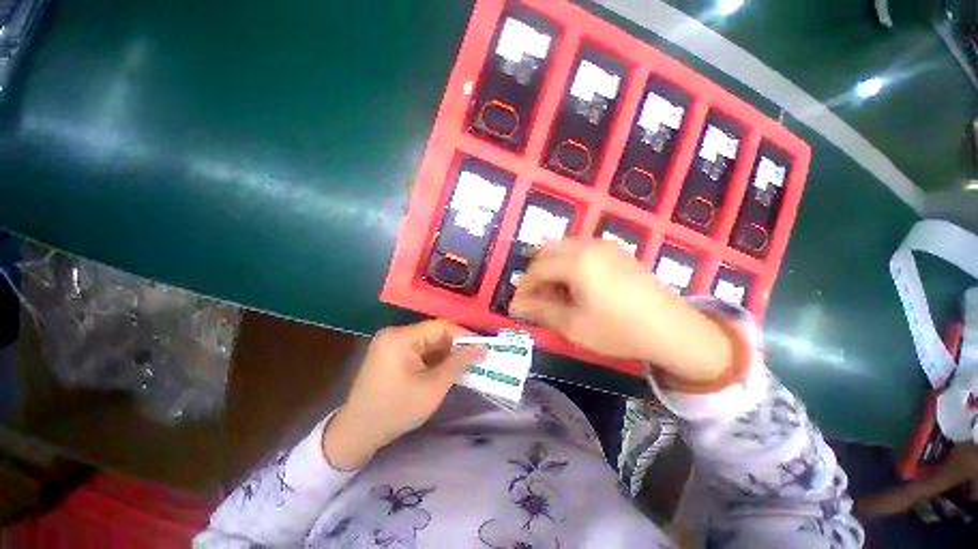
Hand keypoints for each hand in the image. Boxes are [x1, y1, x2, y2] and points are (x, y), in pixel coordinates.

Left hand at [322, 320, 484, 469]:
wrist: (357, 433)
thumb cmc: (396, 410)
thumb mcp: (433, 387)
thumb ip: (458, 363)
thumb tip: (481, 347)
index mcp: (401, 337)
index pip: (440, 326)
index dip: (464, 335)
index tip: (482, 347)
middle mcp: (395, 334)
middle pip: (434, 333)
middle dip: (455, 346)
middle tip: (475, 359)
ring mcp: (391, 344)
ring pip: (428, 343)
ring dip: (446, 354)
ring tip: (464, 365)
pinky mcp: (391, 354)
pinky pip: (419, 351)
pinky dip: (434, 360)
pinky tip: (446, 369)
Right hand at [510, 239, 732, 384]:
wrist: (673, 330)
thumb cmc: (618, 330)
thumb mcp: (573, 325)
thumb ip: (541, 311)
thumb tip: (516, 305)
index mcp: (576, 261)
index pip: (537, 269)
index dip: (524, 287)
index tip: (517, 304)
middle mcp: (588, 245)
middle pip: (548, 251)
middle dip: (536, 273)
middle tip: (535, 297)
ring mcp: (605, 246)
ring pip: (565, 248)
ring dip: (552, 266)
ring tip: (554, 292)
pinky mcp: (617, 251)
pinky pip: (582, 249)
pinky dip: (569, 263)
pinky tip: (575, 284)